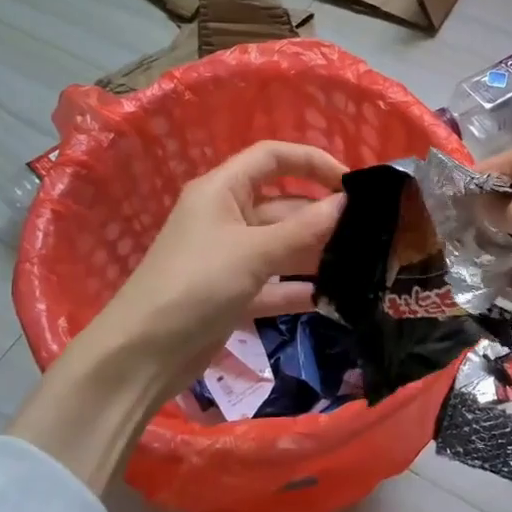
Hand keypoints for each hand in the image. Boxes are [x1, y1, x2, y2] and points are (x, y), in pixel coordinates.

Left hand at [104, 140, 346, 386]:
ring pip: (281, 246)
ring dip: (315, 254)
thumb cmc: (196, 285)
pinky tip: (334, 298)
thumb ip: (303, 229)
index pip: (272, 158)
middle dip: (322, 215)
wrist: (142, 354)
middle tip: (369, 232)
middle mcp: (226, 217)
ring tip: (362, 263)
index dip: (312, 162)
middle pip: (283, 205)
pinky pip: (274, 284)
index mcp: (222, 190)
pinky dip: (298, 289)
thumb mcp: (253, 252)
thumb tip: (346, 202)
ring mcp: (229, 257)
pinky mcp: (232, 294)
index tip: (352, 183)